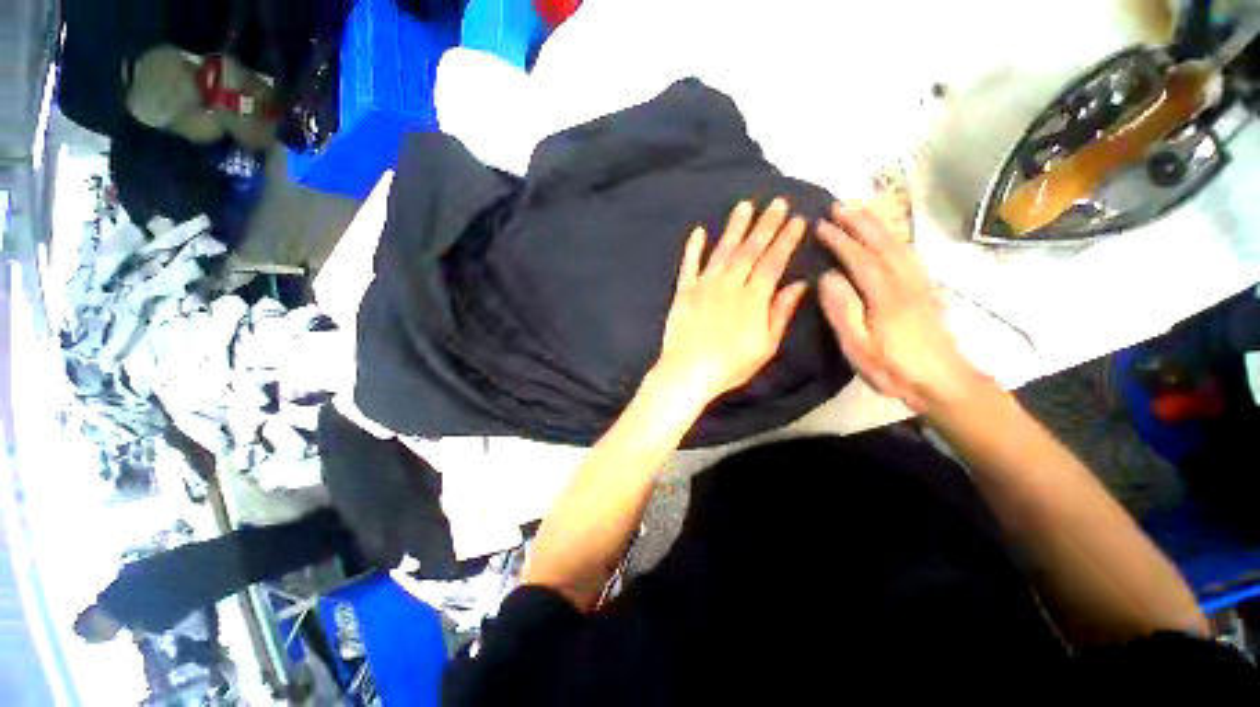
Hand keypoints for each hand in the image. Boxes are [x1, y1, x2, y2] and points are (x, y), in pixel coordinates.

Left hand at [651, 199, 809, 406]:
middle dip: (766, 224)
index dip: (786, 239)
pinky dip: (693, 247)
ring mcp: (704, 285)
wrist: (688, 371)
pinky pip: (689, 264)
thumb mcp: (765, 346)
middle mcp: (730, 284)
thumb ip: (781, 313)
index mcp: (753, 298)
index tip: (798, 219)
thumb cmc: (730, 365)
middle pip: (750, 249)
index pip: (773, 261)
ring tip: (745, 205)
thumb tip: (799, 284)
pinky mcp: (684, 291)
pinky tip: (699, 230)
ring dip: (735, 227)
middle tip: (777, 202)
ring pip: (723, 250)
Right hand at [816, 204, 988, 413]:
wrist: (945, 383)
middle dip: (860, 222)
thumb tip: (827, 277)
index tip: (820, 225)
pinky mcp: (928, 290)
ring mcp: (921, 283)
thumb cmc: (894, 369)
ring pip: (899, 244)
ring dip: (878, 224)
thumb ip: (842, 310)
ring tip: (860, 211)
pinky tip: (888, 236)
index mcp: (886, 296)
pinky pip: (910, 254)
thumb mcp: (858, 347)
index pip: (860, 259)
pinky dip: (895, 237)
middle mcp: (906, 281)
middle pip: (883, 243)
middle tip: (839, 205)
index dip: (840, 240)